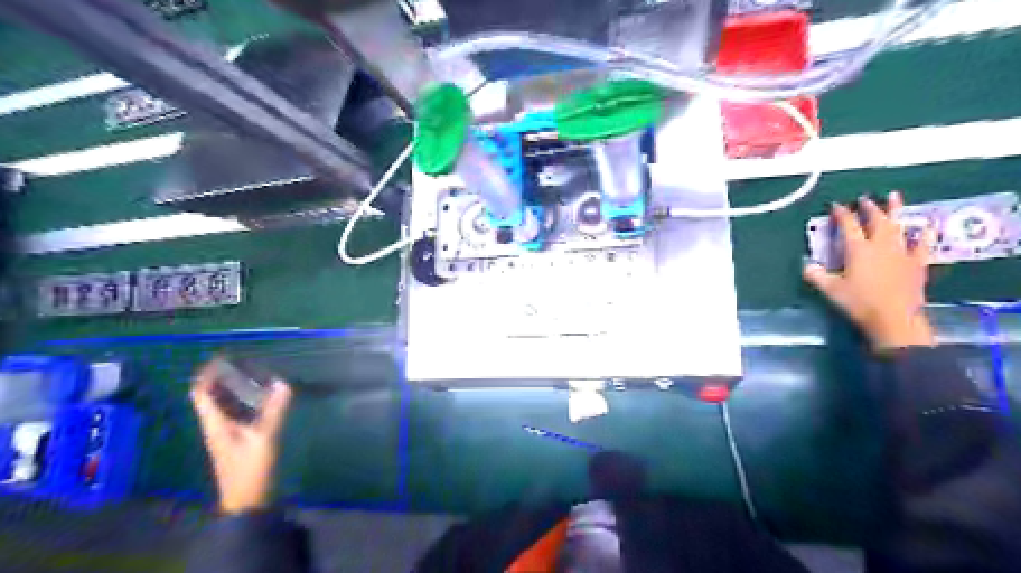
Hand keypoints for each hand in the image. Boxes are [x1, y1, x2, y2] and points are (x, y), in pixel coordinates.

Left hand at [190, 366, 290, 514]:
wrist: (248, 500)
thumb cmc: (251, 469)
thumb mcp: (265, 437)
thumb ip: (274, 410)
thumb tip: (283, 383)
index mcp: (215, 424)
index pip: (201, 394)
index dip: (207, 375)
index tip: (221, 358)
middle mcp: (216, 426)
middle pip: (210, 398)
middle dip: (221, 379)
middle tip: (240, 362)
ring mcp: (225, 435)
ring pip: (222, 406)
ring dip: (232, 390)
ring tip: (251, 374)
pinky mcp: (236, 440)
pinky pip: (234, 414)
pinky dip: (243, 401)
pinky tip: (260, 398)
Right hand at [802, 192, 934, 347]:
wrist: (894, 318)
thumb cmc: (859, 303)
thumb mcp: (831, 290)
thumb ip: (816, 276)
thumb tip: (806, 265)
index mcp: (858, 249)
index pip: (848, 226)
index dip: (841, 214)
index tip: (836, 206)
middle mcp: (880, 245)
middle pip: (875, 220)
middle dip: (868, 208)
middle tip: (863, 199)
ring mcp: (901, 252)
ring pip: (898, 226)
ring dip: (895, 210)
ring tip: (893, 197)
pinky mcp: (917, 263)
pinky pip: (922, 244)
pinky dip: (923, 233)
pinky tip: (926, 226)